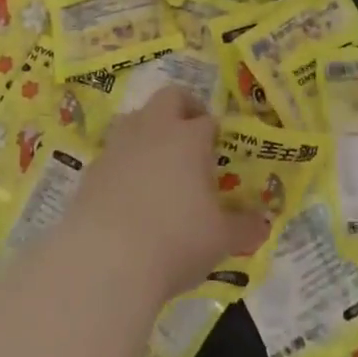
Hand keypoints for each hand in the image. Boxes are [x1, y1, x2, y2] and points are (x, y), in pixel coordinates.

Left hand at [62, 88, 266, 301]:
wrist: (105, 259)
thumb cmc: (175, 241)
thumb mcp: (220, 240)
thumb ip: (245, 228)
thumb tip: (265, 224)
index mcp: (189, 137)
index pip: (208, 121)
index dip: (215, 134)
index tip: (219, 153)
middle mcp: (154, 128)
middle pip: (170, 97)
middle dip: (183, 108)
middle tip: (192, 135)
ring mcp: (119, 144)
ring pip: (137, 117)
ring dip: (149, 129)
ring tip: (159, 161)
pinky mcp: (93, 166)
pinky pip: (114, 151)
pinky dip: (125, 160)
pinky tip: (129, 190)